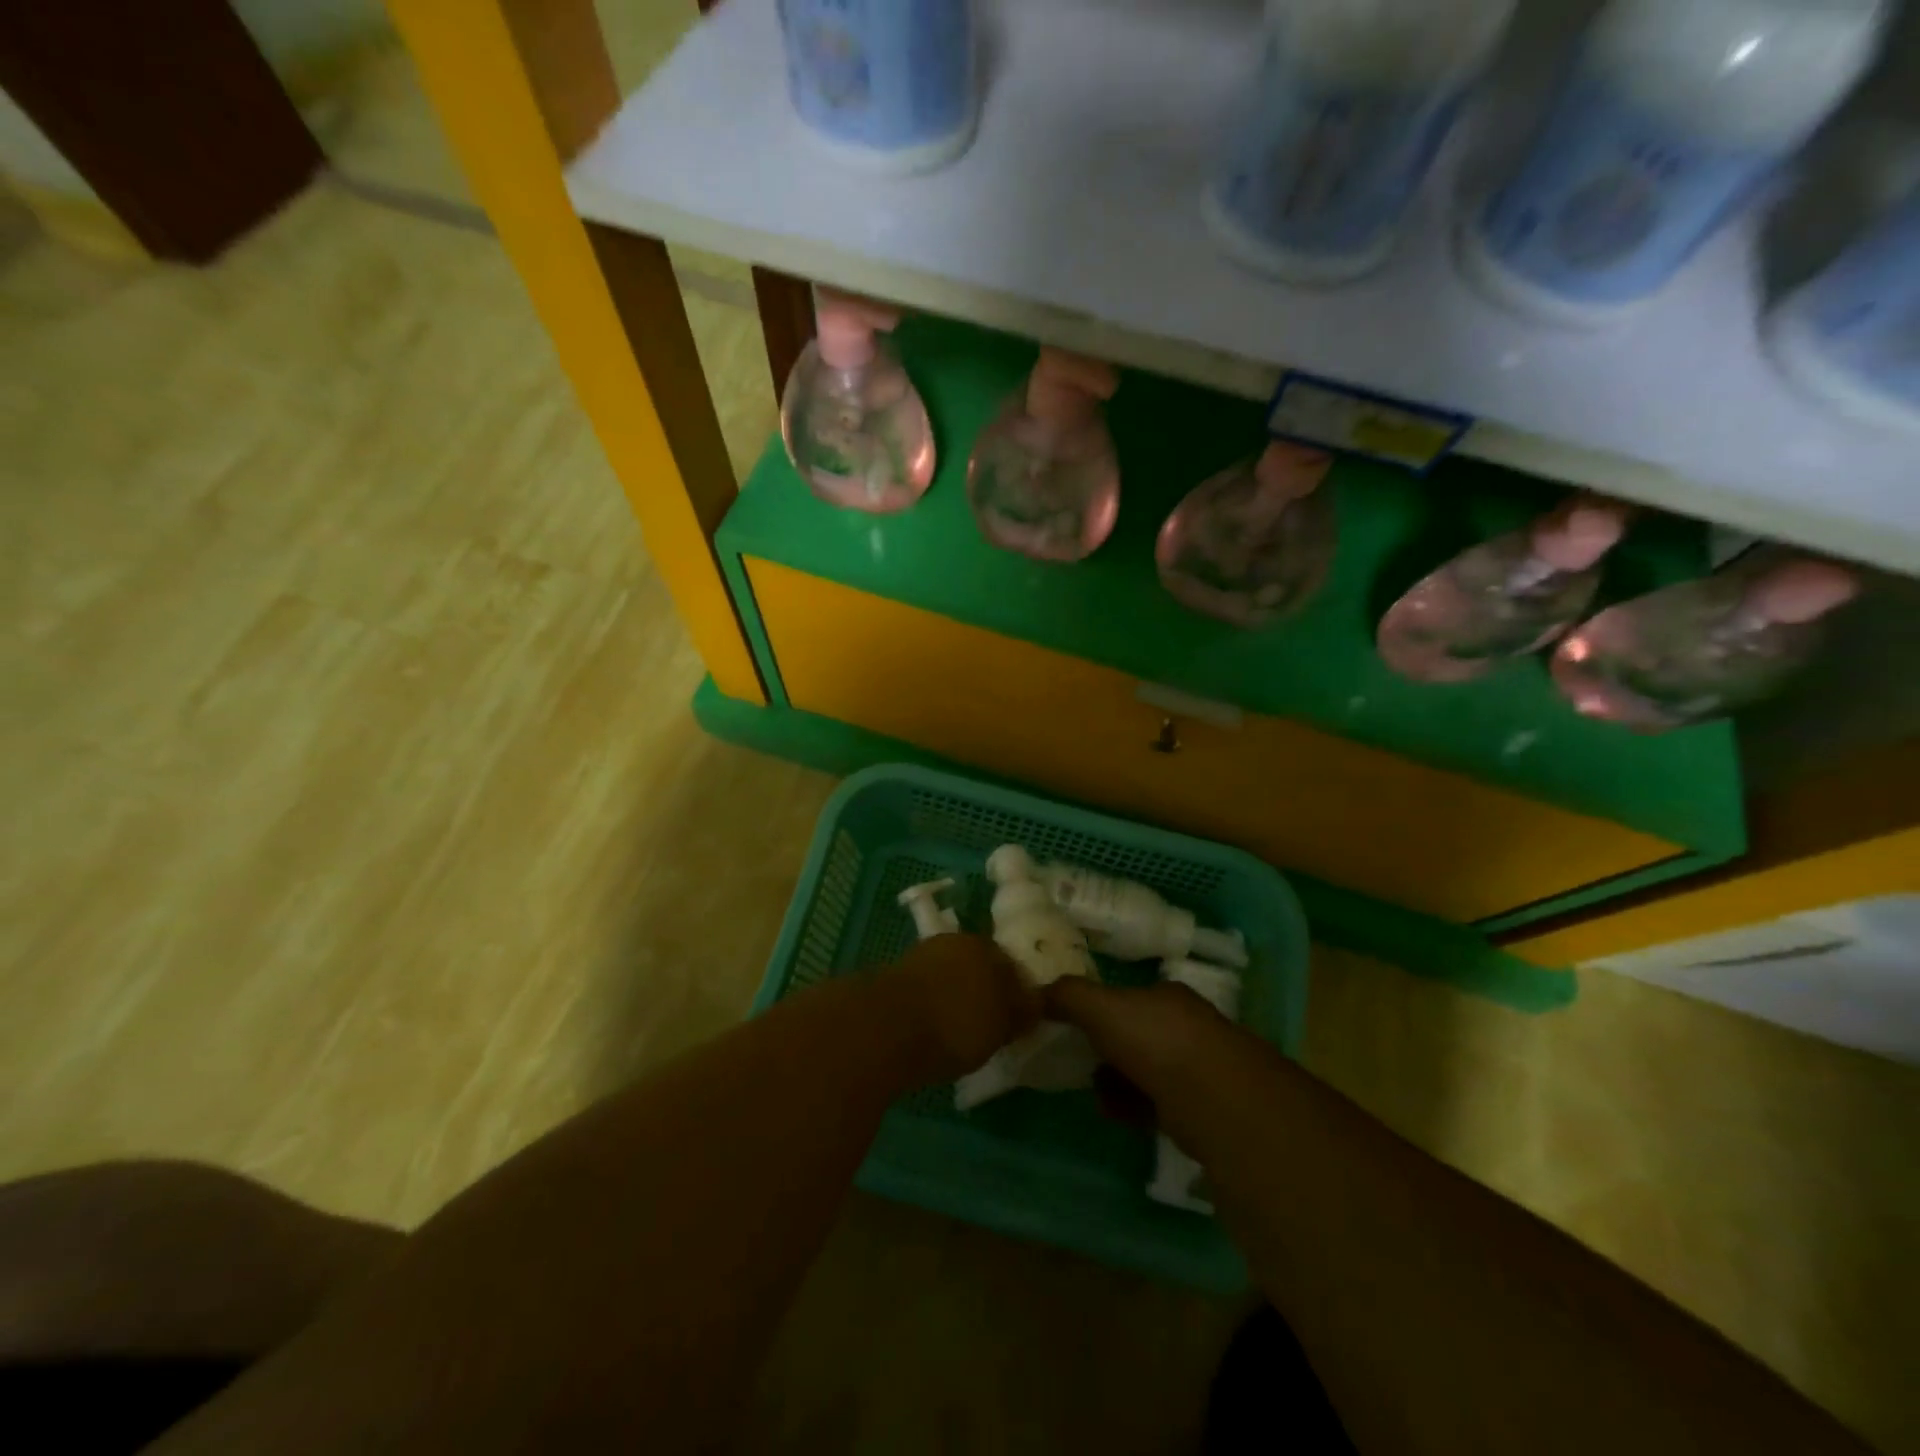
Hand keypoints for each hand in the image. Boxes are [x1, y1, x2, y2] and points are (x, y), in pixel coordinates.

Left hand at [885, 935, 1041, 1083]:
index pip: (1010, 964)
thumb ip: (1020, 1011)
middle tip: (991, 1024)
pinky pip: (926, 992)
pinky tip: (933, 1031)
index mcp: (983, 945)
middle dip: (985, 990)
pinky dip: (932, 1007)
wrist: (884, 1029)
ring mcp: (920, 957)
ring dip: (955, 997)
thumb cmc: (954, 1024)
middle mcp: (952, 943)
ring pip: (949, 977)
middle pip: (977, 967)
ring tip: (960, 1032)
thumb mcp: (1001, 1025)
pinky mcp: (894, 979)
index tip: (1018, 1017)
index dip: (1017, 991)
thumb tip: (1032, 1003)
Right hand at [1044, 978, 1251, 1141]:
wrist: (1214, 1100)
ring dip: (1117, 1079)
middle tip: (1080, 1060)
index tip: (1075, 1024)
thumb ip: (1067, 996)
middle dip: (1107, 1047)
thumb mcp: (1100, 1008)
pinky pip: (1156, 1102)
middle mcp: (1186, 1024)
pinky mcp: (1201, 1107)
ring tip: (1095, 1091)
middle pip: (1137, 1032)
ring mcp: (1198, 1066)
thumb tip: (1038, 991)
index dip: (1100, 1008)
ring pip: (1146, 1068)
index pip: (1128, 996)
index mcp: (1166, 995)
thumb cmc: (1154, 1041)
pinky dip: (1133, 1105)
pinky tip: (1115, 1113)